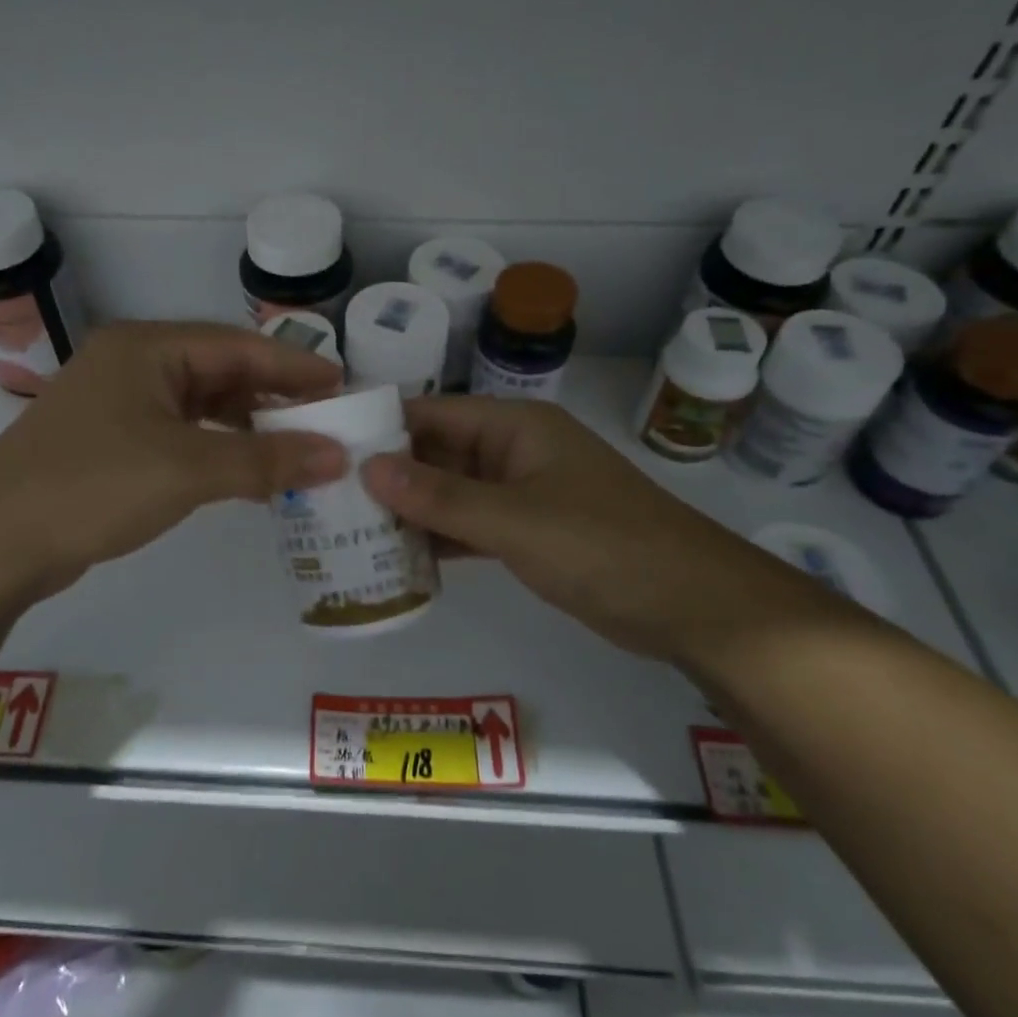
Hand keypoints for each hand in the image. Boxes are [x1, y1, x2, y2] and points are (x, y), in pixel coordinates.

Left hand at [0, 322, 346, 602]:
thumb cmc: (92, 486)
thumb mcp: (187, 469)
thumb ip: (265, 460)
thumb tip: (336, 456)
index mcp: (148, 349)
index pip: (239, 347)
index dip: (295, 366)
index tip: (344, 386)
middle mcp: (133, 365)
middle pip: (221, 372)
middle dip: (275, 397)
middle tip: (327, 422)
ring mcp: (117, 406)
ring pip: (200, 406)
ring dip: (247, 427)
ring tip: (296, 450)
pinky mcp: (110, 444)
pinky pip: (180, 435)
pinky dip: (217, 450)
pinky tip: (245, 474)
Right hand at [360, 397, 836, 664]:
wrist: (692, 604)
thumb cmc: (603, 545)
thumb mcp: (515, 520)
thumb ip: (440, 496)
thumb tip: (368, 467)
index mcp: (514, 426)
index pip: (433, 412)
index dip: (381, 425)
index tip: (327, 446)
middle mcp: (513, 451)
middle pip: (437, 452)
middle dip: (388, 473)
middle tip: (326, 497)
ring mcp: (522, 493)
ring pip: (451, 493)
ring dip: (409, 510)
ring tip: (348, 528)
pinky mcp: (529, 532)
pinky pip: (470, 526)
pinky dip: (439, 539)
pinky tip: (398, 558)